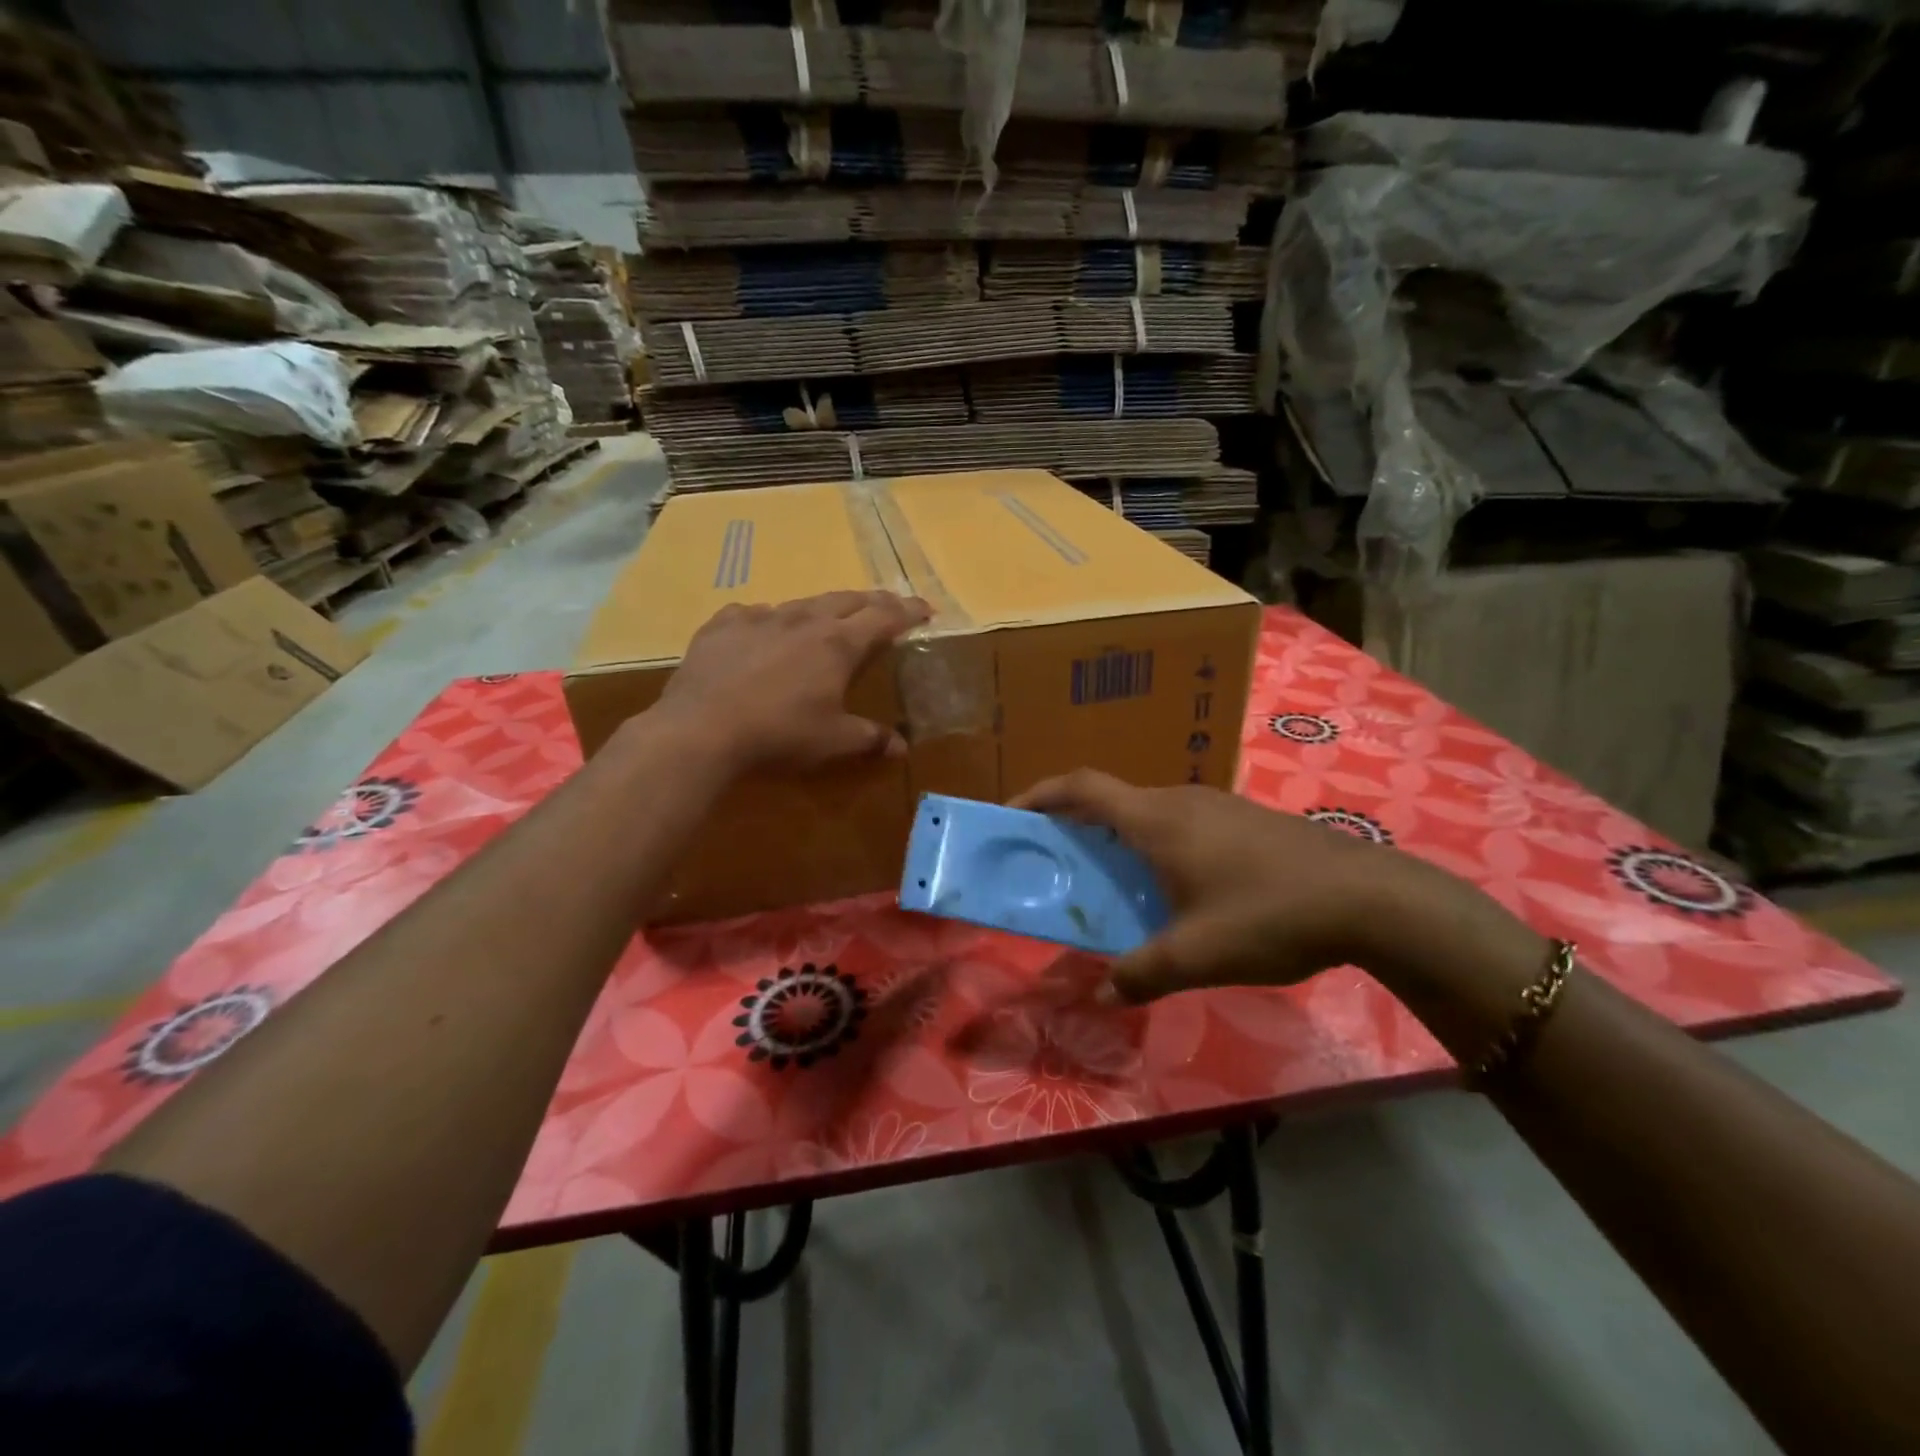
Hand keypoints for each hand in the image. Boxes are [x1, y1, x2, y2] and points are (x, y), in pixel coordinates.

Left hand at [655, 591, 931, 772]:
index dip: (908, 611)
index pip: (884, 617)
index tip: (925, 609)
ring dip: (822, 609)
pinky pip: (753, 614)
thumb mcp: (833, 741)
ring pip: (801, 603)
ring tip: (828, 618)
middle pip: (847, 600)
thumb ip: (870, 738)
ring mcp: (760, 617)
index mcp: (837, 643)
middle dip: (872, 601)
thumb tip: (902, 747)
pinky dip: (769, 621)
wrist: (702, 729)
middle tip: (887, 606)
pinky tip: (762, 632)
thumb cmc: (780, 734)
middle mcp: (803, 620)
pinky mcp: (723, 625)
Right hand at [1015, 770, 1467, 1004]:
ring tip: (1113, 888)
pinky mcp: (1243, 821)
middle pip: (1110, 802)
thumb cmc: (1269, 914)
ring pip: (1147, 815)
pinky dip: (1155, 849)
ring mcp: (1216, 806)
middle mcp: (1180, 800)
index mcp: (1156, 819)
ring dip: (1118, 842)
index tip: (1010, 816)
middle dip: (1075, 830)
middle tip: (1057, 868)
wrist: (1371, 898)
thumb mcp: (1197, 955)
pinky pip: (1180, 826)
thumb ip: (1140, 974)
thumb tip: (1100, 995)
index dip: (1039, 795)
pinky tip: (1176, 892)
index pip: (1081, 788)